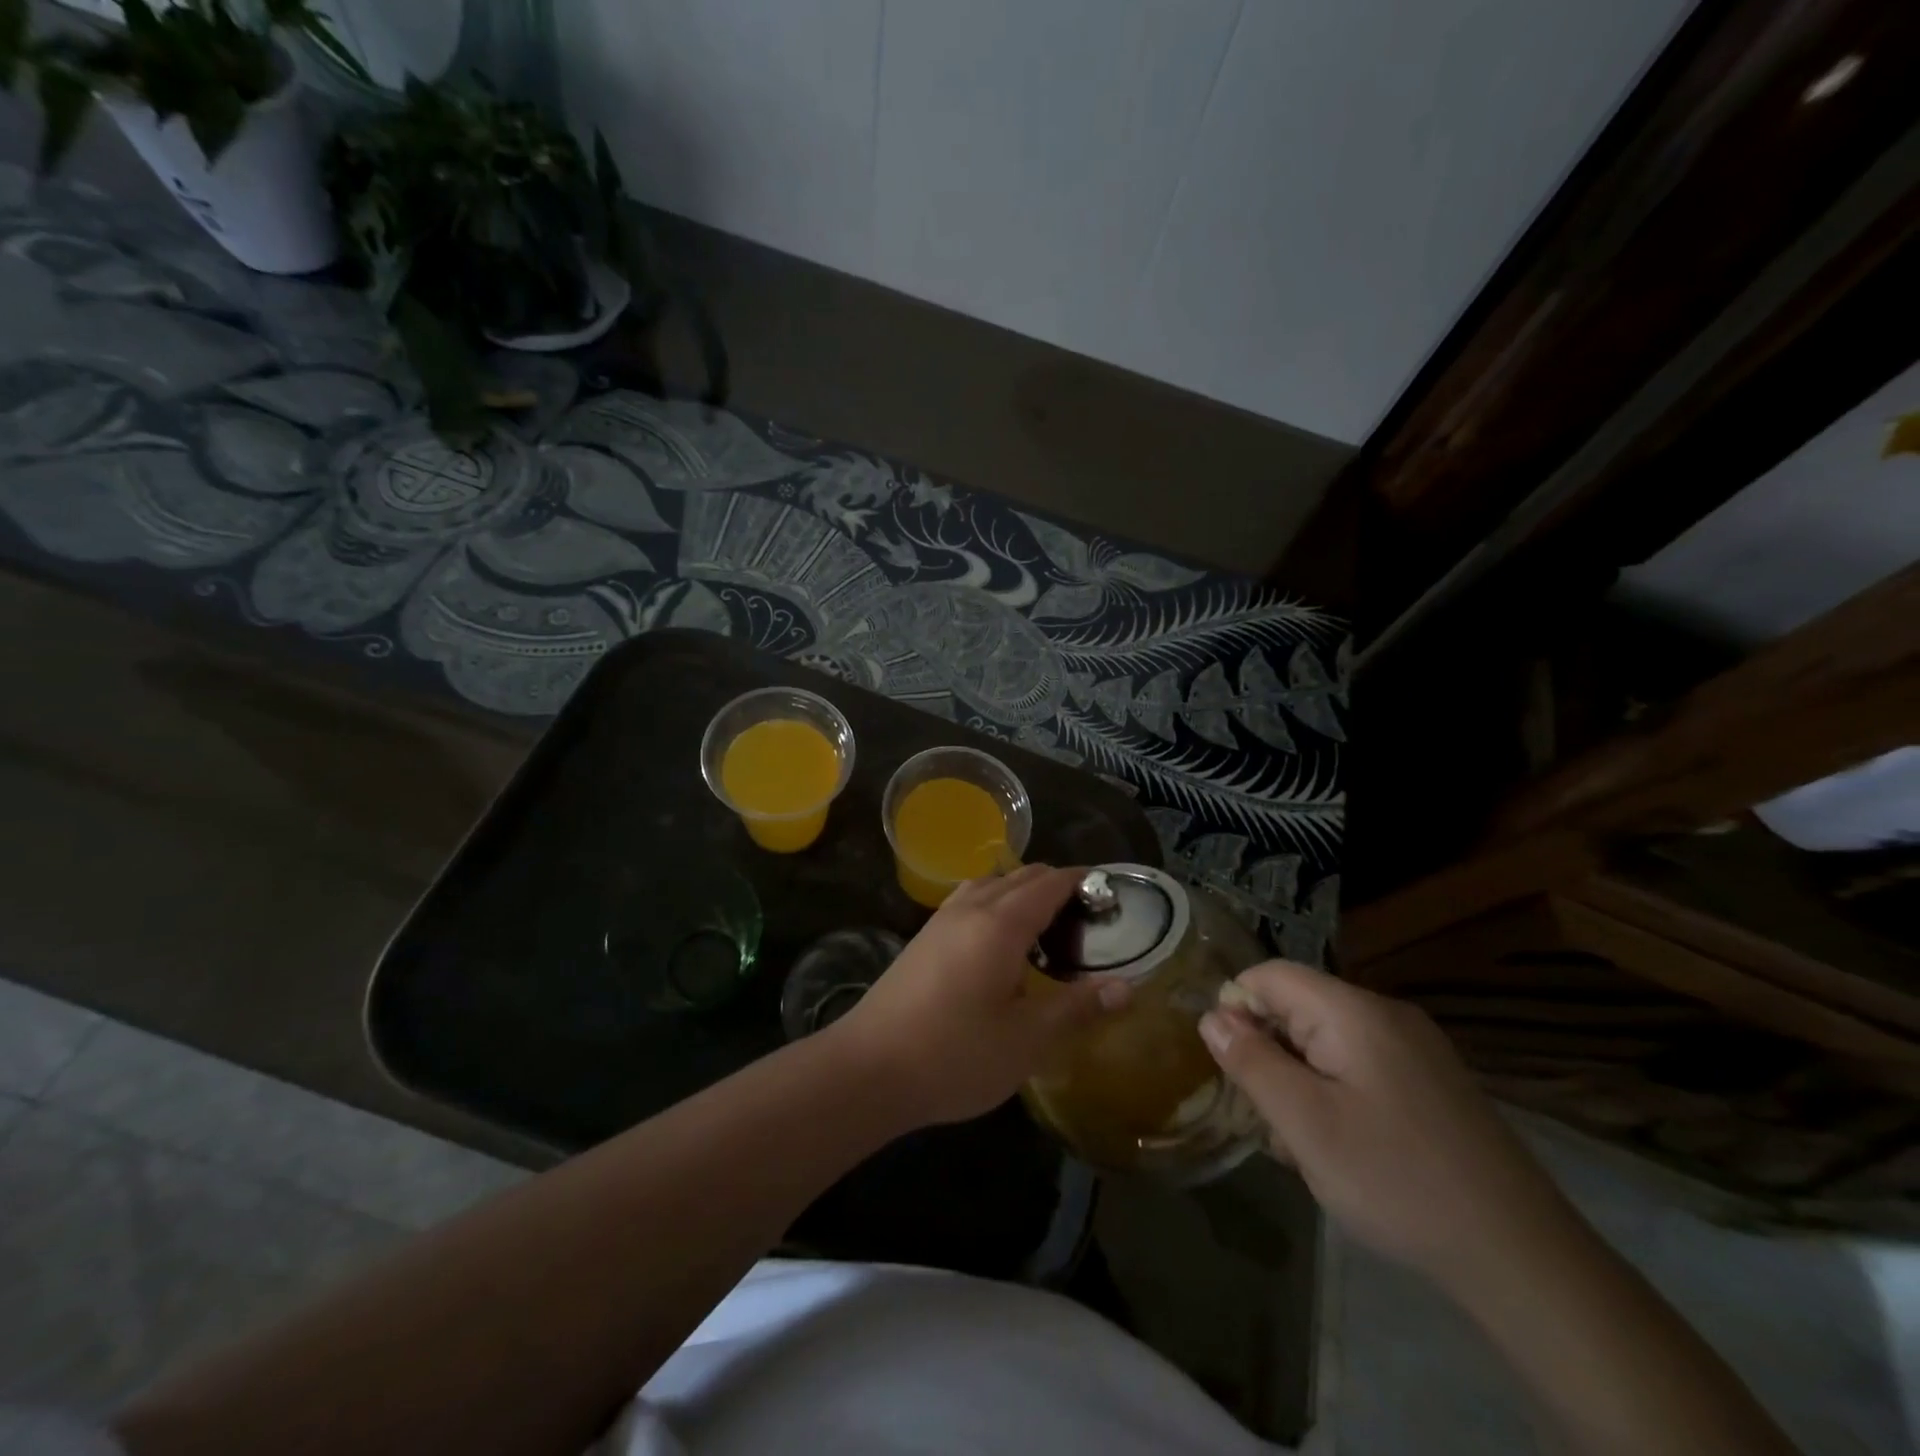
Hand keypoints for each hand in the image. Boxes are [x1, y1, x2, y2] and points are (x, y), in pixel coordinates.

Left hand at [829, 864, 1131, 1127]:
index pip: (1051, 882)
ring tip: (1048, 931)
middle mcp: (971, 908)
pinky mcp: (923, 938)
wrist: (868, 1068)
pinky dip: (996, 905)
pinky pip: (970, 901)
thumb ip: (1077, 1008)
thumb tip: (1126, 987)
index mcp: (1001, 923)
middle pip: (1021, 876)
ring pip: (992, 885)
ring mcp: (941, 920)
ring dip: (1023, 893)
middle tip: (1088, 924)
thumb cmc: (955, 1054)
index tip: (1111, 897)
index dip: (1084, 881)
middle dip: (1058, 886)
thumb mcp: (1027, 1040)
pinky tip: (1000, 946)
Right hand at [1200, 960, 1567, 1286]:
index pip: (1271, 975)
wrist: (1523, 1258)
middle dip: (1270, 1053)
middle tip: (1270, 1117)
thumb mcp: (1305, 1123)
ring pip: (1326, 1040)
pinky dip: (1335, 1093)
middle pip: (1299, 1006)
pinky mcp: (1433, 1081)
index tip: (1232, 1068)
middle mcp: (1387, 1014)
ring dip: (1300, 1080)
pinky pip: (1360, 1065)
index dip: (1237, 1009)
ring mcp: (1416, 1048)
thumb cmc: (1396, 1180)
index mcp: (1354, 1011)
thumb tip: (1212, 1016)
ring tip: (1306, 1143)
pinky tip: (1344, 1147)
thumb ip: (1251, 1061)